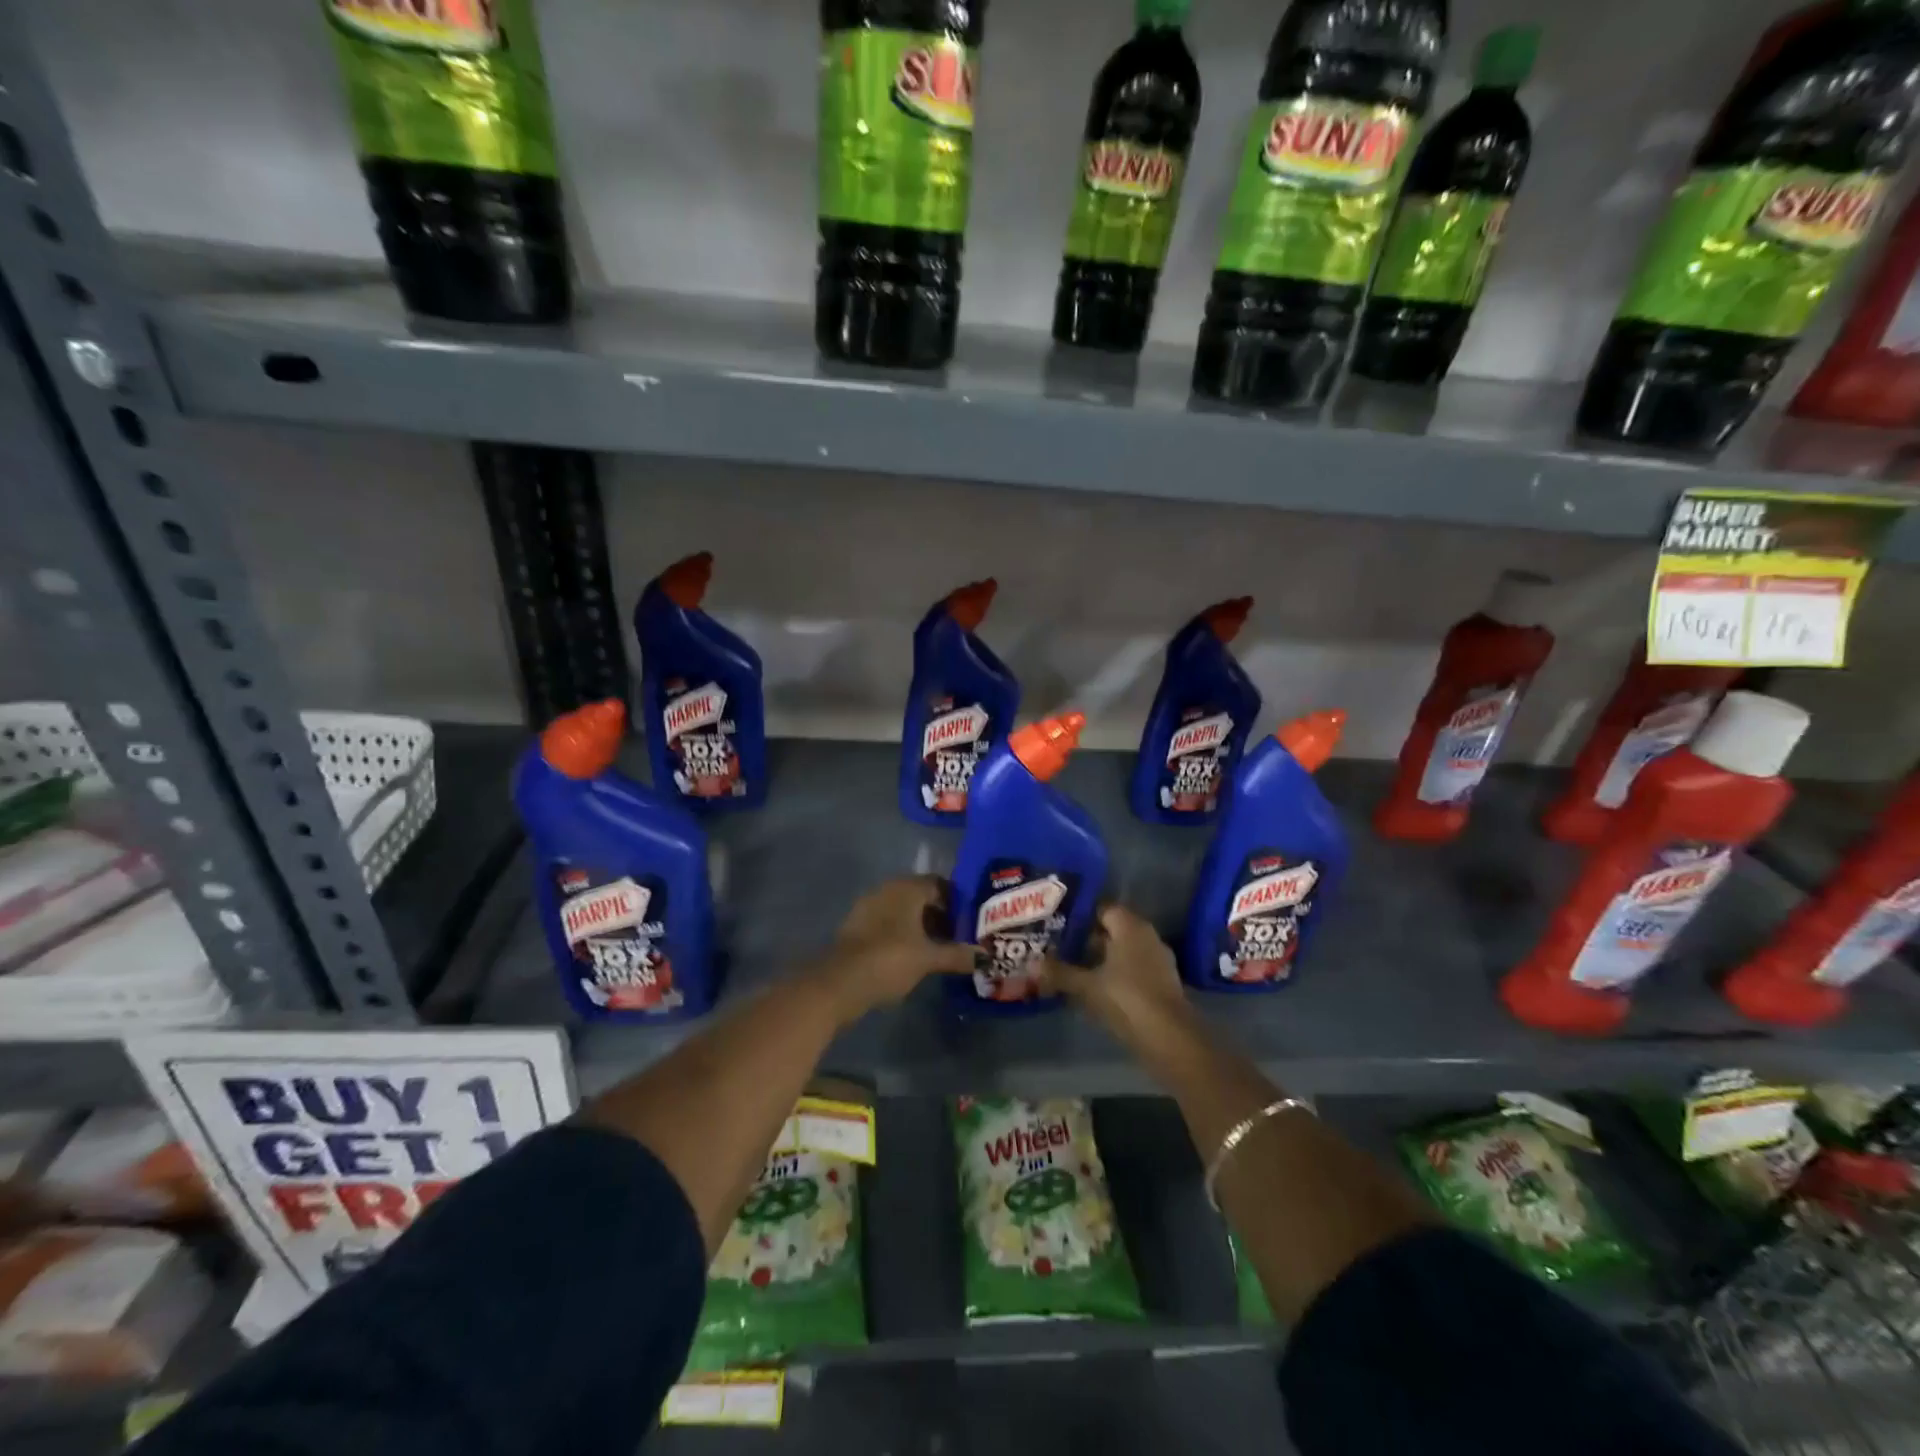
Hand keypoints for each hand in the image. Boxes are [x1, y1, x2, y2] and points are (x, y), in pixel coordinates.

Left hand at [813, 876, 977, 1024]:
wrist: (838, 983)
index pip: (940, 884)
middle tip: (961, 936)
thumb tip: (986, 956)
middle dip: (941, 915)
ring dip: (922, 926)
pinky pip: (889, 923)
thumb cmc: (889, 960)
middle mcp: (888, 889)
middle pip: (922, 896)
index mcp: (907, 887)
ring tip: (941, 949)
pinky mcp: (858, 926)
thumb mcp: (928, 958)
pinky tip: (915, 955)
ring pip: (905, 910)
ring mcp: (870, 906)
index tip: (972, 921)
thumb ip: (958, 954)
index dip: (958, 901)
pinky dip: (904, 934)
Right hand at [1041, 903, 1199, 1052]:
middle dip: (1087, 938)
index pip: (1102, 909)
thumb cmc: (1126, 998)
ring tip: (1073, 967)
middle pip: (1112, 930)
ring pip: (1122, 951)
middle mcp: (1146, 936)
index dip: (1080, 916)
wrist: (1170, 1037)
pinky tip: (1095, 988)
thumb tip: (1032, 964)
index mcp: (1130, 926)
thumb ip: (1060, 972)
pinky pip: (1132, 969)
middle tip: (1060, 946)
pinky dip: (1115, 974)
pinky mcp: (1161, 983)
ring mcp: (1157, 960)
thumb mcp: (1086, 986)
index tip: (1058, 924)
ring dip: (1101, 958)